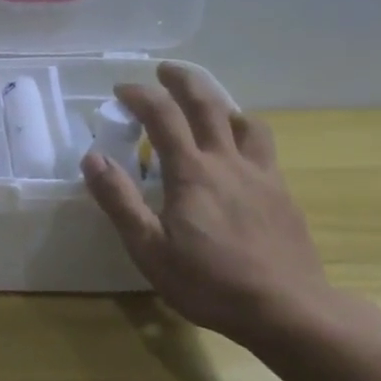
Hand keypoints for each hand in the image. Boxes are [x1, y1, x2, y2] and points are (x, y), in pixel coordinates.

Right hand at [81, 64, 330, 344]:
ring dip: (221, 104)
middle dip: (183, 81)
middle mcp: (228, 162)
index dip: (140, 96)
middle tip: (165, 71)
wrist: (287, 309)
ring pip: (245, 121)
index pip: (163, 116)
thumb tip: (93, 158)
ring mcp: (261, 175)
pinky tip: (239, 153)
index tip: (120, 90)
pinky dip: (245, 132)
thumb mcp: (149, 249)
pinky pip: (263, 147)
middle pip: (208, 104)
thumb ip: (120, 201)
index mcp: (192, 172)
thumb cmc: (209, 282)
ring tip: (207, 107)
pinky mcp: (282, 193)